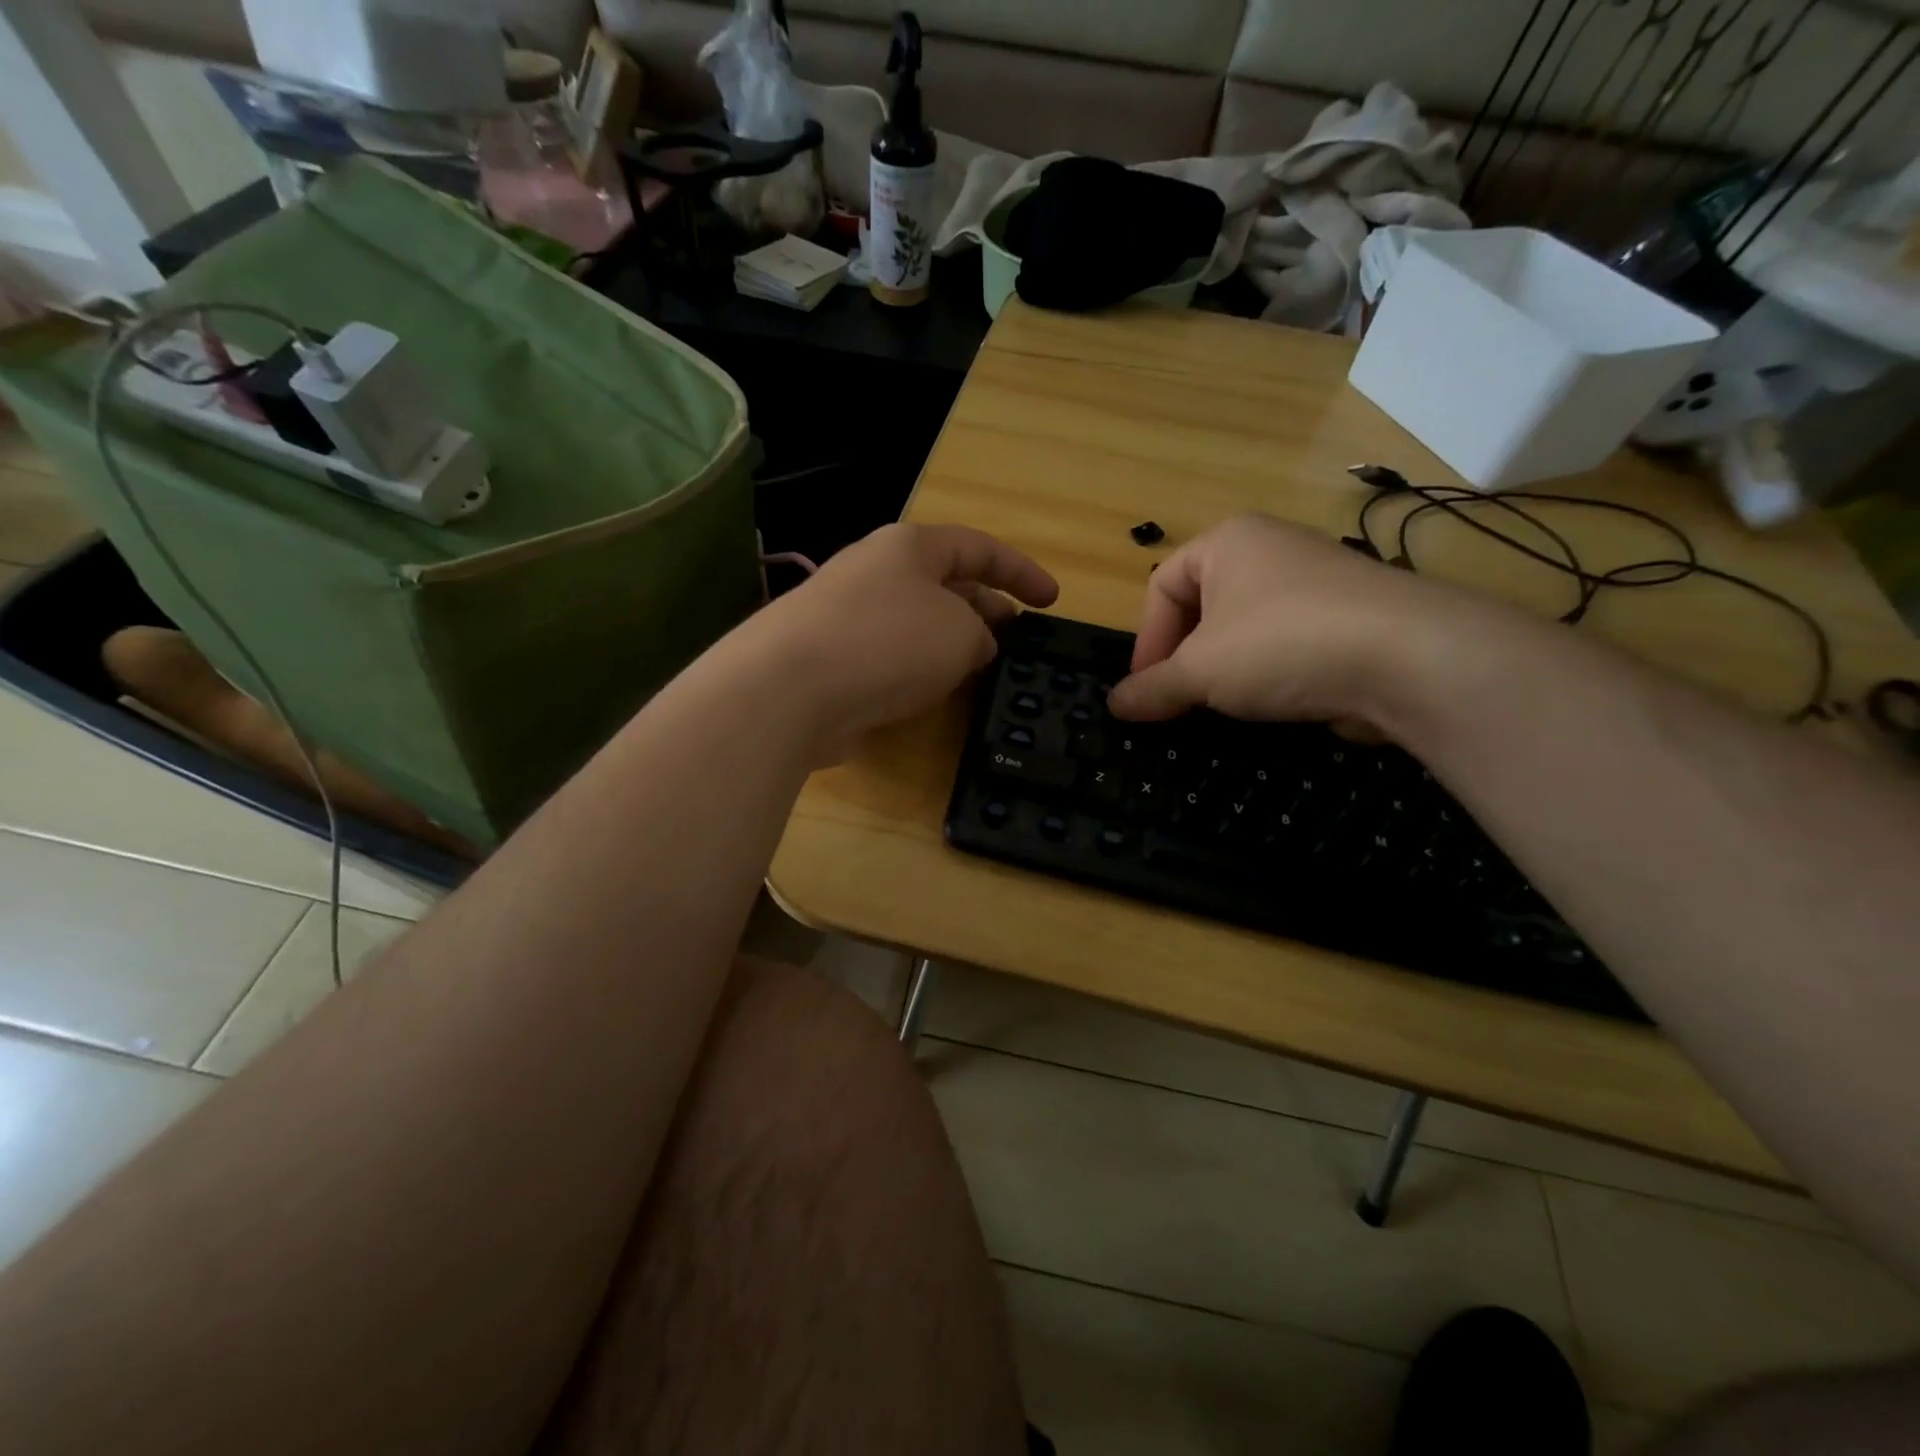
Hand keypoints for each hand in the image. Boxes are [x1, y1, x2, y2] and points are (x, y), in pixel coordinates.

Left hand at [754, 523, 1058, 750]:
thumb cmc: (888, 643)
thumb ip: (980, 634)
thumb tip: (972, 646)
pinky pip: (890, 654)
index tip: (1051, 601)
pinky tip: (935, 692)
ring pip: (917, 621)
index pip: (978, 547)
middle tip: (1017, 638)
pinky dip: (919, 667)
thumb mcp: (960, 632)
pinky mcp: (832, 657)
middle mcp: (876, 571)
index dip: (1021, 571)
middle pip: (945, 582)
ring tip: (983, 668)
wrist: (789, 689)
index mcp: (910, 547)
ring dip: (952, 640)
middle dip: (987, 606)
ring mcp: (848, 614)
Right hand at [1108, 514, 1459, 729]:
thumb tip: (1115, 706)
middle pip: (1203, 607)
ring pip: (1246, 628)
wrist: (1409, 658)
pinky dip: (1270, 674)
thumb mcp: (1199, 672)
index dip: (1146, 640)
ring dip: (1225, 670)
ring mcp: (1316, 581)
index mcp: (1228, 541)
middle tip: (1180, 701)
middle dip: (1185, 657)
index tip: (1146, 689)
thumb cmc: (1280, 644)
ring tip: (1224, 707)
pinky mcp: (1349, 617)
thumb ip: (1152, 689)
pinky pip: (1287, 643)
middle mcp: (1271, 549)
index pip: (1161, 585)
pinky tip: (1273, 704)